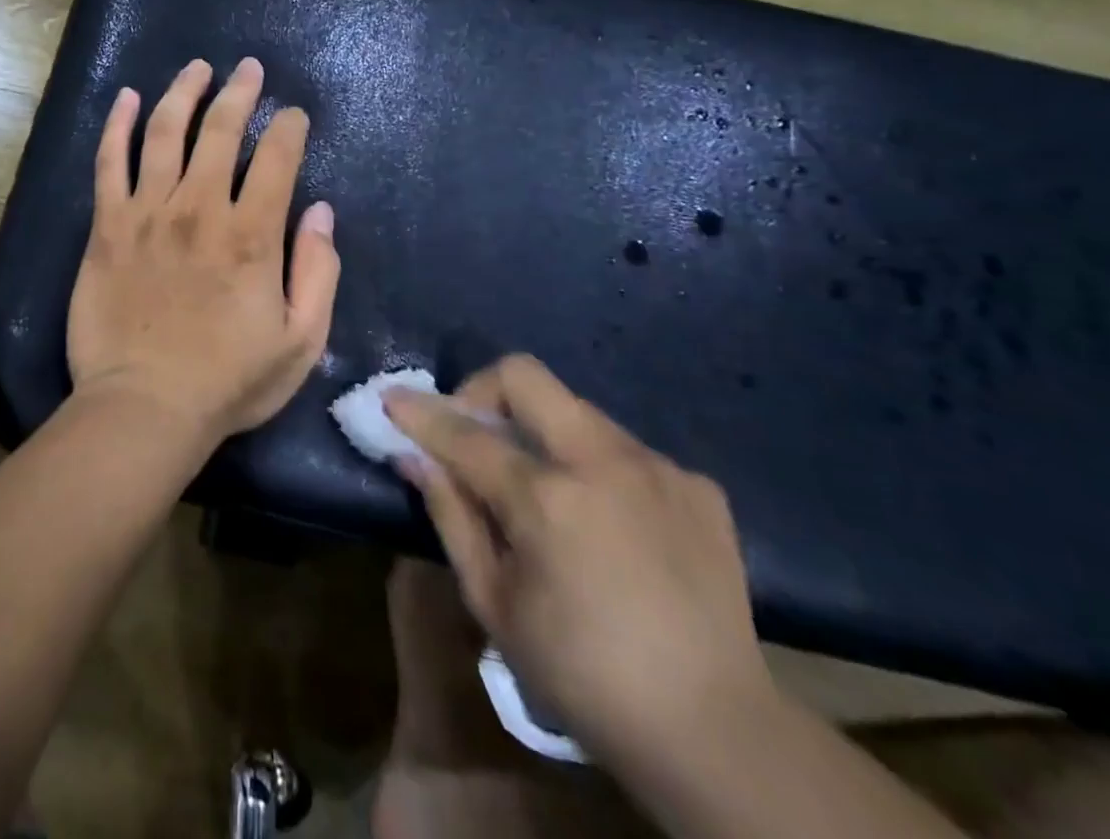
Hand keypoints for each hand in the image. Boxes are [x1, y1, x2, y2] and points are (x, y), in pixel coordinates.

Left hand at [66, 57, 340, 447]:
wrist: (144, 407)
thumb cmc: (229, 381)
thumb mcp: (301, 340)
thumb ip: (318, 271)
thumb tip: (322, 211)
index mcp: (252, 234)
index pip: (276, 158)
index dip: (289, 129)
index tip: (294, 116)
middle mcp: (199, 208)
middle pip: (221, 130)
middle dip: (240, 93)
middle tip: (249, 69)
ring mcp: (147, 212)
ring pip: (166, 132)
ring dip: (184, 93)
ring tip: (197, 68)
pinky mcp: (107, 226)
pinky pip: (109, 162)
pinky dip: (118, 125)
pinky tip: (128, 97)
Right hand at [385, 356, 771, 766]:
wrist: (717, 734)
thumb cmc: (583, 675)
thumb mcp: (494, 604)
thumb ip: (451, 516)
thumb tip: (414, 457)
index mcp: (548, 498)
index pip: (465, 432)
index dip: (420, 413)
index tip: (392, 399)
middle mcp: (603, 462)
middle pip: (525, 375)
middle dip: (482, 389)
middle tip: (474, 432)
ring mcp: (657, 467)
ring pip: (577, 410)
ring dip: (542, 432)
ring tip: (544, 489)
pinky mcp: (697, 485)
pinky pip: (625, 450)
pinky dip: (596, 468)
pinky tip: (608, 521)